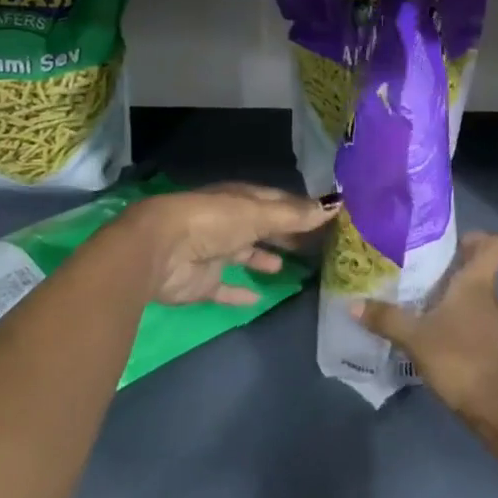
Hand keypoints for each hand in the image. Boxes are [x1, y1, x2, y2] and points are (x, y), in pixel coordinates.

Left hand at [128, 183, 335, 305]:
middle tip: (316, 246)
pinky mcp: (203, 282)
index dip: (301, 209)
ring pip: (245, 254)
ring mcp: (215, 252)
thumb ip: (295, 215)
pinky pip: (226, 288)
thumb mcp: (259, 214)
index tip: (328, 218)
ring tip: (287, 268)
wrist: (160, 250)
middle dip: (285, 234)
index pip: (278, 201)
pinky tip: (258, 298)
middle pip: (263, 227)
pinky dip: (241, 292)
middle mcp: (230, 222)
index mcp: (242, 199)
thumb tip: (336, 204)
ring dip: (263, 259)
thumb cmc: (214, 222)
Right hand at [353, 231, 497, 435]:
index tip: (451, 240)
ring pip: (472, 296)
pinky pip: (470, 320)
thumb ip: (387, 319)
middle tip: (418, 266)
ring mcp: (491, 323)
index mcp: (477, 281)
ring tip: (416, 298)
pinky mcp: (488, 348)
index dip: (479, 236)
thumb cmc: (461, 358)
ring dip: (449, 295)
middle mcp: (488, 296)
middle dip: (452, 265)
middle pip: (478, 268)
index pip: (495, 244)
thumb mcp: (417, 338)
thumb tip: (352, 303)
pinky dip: (452, 321)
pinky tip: (428, 332)